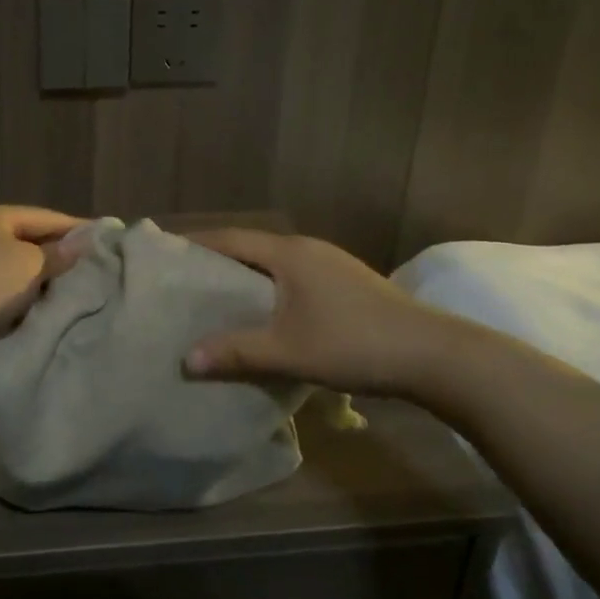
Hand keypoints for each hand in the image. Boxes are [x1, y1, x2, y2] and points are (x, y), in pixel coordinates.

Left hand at [0, 204, 84, 346]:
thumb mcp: (30, 265)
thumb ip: (59, 253)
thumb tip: (84, 241)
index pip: (46, 216)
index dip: (78, 227)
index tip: (108, 239)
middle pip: (30, 238)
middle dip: (60, 253)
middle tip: (94, 267)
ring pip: (17, 264)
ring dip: (41, 276)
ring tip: (73, 289)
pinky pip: (3, 285)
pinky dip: (22, 293)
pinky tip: (41, 305)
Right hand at [182, 229, 485, 401]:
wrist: (435, 355)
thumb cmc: (354, 343)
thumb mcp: (288, 350)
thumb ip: (236, 352)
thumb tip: (186, 360)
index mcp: (288, 253)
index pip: (230, 238)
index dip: (196, 244)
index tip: (165, 255)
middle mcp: (307, 249)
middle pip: (250, 247)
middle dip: (216, 262)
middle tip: (183, 282)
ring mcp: (331, 264)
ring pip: (273, 263)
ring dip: (245, 277)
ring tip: (216, 299)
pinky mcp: (347, 283)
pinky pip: (293, 277)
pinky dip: (269, 288)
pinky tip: (264, 313)